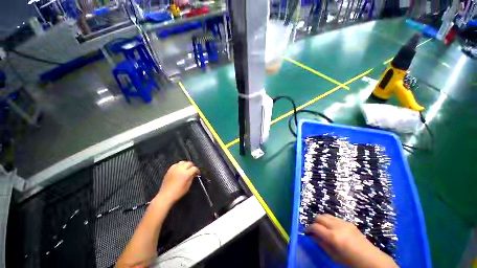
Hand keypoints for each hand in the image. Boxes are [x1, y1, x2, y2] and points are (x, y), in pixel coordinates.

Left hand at [156, 161, 199, 204]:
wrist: (166, 195)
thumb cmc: (178, 192)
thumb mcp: (188, 186)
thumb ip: (191, 178)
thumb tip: (193, 174)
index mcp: (186, 174)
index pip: (194, 168)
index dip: (197, 170)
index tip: (197, 173)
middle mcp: (180, 169)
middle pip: (189, 163)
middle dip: (192, 166)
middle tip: (192, 170)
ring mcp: (174, 169)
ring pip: (182, 162)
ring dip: (185, 164)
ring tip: (186, 169)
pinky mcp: (169, 170)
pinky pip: (176, 164)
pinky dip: (179, 165)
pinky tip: (179, 169)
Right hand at [306, 214, 397, 267]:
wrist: (370, 258)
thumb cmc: (350, 261)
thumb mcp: (333, 256)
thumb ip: (321, 244)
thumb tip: (312, 235)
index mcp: (333, 236)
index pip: (315, 227)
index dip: (309, 228)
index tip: (307, 232)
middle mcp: (336, 226)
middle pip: (319, 217)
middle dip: (314, 222)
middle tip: (315, 230)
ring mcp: (343, 222)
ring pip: (326, 215)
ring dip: (322, 220)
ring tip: (323, 228)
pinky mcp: (348, 222)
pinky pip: (334, 218)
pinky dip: (330, 221)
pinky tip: (334, 229)